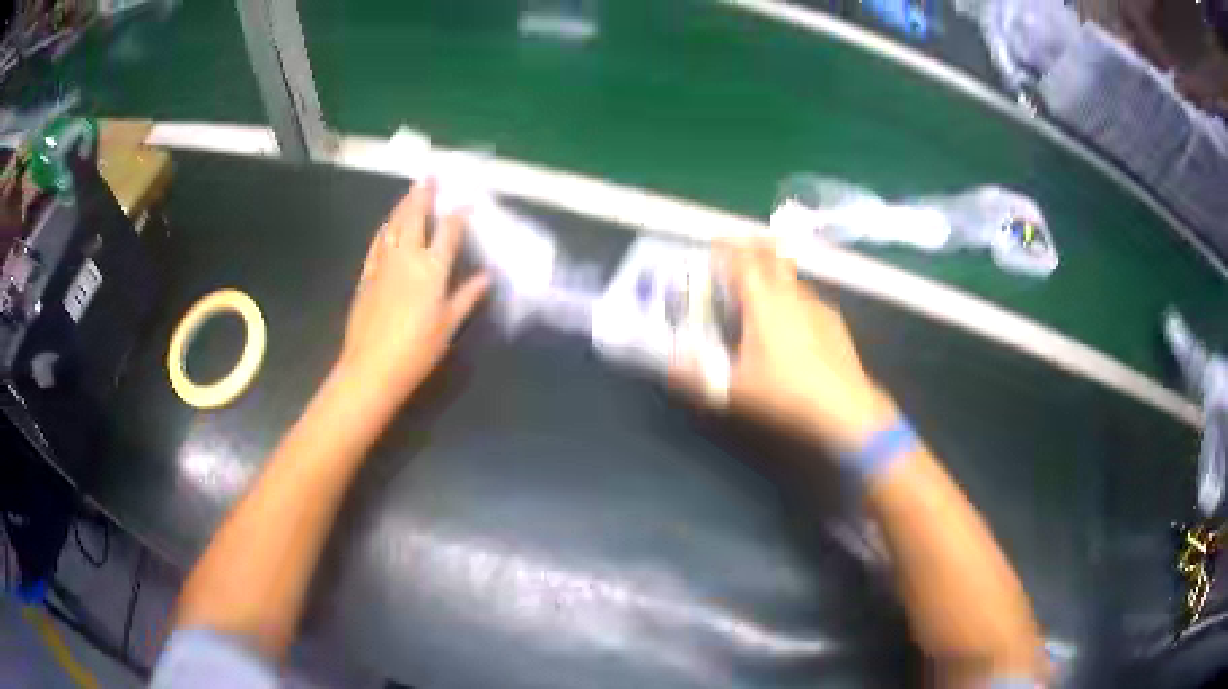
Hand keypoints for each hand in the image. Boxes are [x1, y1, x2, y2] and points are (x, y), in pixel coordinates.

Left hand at [335, 181, 489, 410]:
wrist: (372, 367)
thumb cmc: (417, 350)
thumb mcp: (448, 325)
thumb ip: (466, 297)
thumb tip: (485, 277)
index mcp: (432, 269)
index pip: (448, 232)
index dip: (457, 214)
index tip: (464, 199)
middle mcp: (408, 258)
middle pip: (416, 218)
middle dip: (423, 195)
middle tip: (428, 177)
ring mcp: (384, 264)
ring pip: (394, 225)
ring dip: (403, 206)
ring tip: (410, 191)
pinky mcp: (367, 275)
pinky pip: (377, 243)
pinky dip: (384, 229)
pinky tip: (387, 224)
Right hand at [685, 241, 896, 453]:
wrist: (844, 406)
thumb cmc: (786, 393)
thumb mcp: (735, 389)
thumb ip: (697, 376)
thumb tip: (669, 367)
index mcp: (763, 302)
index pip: (742, 259)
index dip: (726, 247)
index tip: (713, 245)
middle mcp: (790, 294)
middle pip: (771, 253)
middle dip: (752, 246)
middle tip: (736, 253)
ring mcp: (816, 304)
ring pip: (790, 275)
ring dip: (773, 273)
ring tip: (760, 292)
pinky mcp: (833, 319)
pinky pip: (806, 297)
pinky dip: (792, 298)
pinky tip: (791, 325)